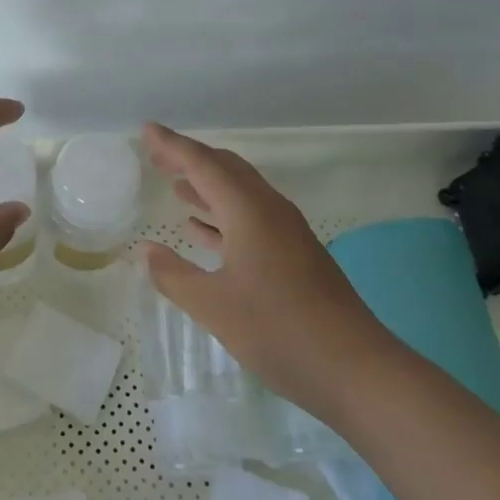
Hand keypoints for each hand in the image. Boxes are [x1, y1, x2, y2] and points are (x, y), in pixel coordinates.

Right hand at [140, 122, 389, 422]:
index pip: (203, 164)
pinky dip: (222, 216)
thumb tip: (145, 250)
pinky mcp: (294, 255)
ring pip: (240, 194)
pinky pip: (250, 218)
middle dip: (190, 160)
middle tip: (157, 156)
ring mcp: (286, 233)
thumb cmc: (278, 330)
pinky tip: (201, 229)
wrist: (355, 368)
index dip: (172, 146)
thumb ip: (174, 275)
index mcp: (249, 211)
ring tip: (175, 185)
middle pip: (226, 170)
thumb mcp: (213, 306)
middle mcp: (269, 211)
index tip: (147, 130)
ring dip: (207, 186)